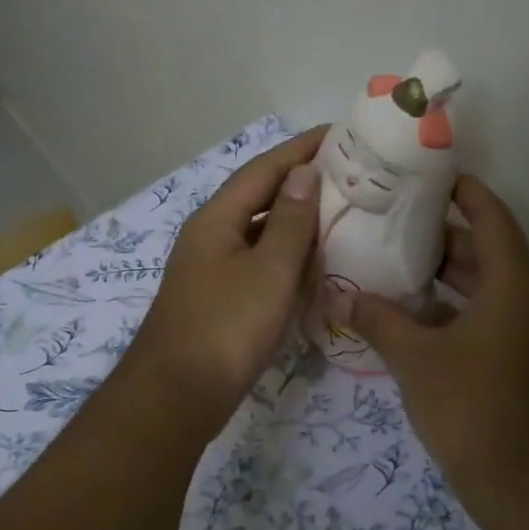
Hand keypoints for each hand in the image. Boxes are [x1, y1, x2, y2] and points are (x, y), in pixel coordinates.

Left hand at [125, 125, 327, 433]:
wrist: (179, 395)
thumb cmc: (227, 327)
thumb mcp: (269, 271)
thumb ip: (291, 222)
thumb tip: (304, 173)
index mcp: (217, 219)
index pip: (263, 169)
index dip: (301, 149)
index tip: (339, 134)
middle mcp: (211, 236)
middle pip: (260, 197)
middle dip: (301, 183)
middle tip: (349, 177)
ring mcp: (212, 270)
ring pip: (260, 233)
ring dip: (296, 222)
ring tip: (341, 214)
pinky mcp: (220, 300)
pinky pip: (259, 264)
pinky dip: (287, 258)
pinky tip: (314, 265)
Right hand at [339, 176, 528, 506]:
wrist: (526, 484)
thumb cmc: (471, 407)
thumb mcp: (415, 359)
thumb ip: (378, 321)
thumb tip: (340, 297)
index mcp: (514, 287)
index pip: (494, 220)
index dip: (468, 194)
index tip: (436, 178)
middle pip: (491, 254)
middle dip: (447, 238)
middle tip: (398, 225)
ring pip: (492, 290)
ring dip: (452, 277)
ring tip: (400, 266)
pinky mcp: (528, 365)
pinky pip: (494, 319)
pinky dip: (461, 310)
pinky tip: (420, 319)